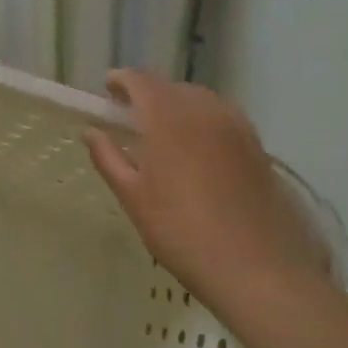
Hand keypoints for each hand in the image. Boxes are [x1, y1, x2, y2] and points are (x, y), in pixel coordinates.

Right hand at [84, 71, 335, 314]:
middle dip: (148, 94)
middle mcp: (204, 110)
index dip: (121, 81)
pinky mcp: (256, 145)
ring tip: (162, 133)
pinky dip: (202, 121)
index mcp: (168, 117)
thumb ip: (108, 158)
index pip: (141, 81)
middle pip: (170, 87)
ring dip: (176, 106)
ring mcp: (235, 125)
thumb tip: (91, 132)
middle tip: (130, 118)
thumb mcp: (133, 197)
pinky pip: (221, 117)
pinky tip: (196, 149)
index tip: (107, 91)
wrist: (255, 266)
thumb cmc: (180, 231)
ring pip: (199, 100)